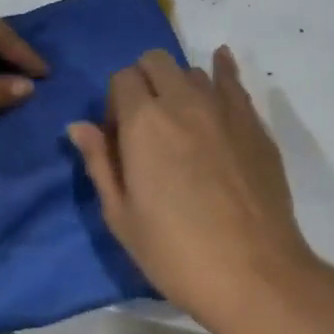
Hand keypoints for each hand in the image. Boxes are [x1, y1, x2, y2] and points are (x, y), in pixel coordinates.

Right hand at [68, 46, 319, 329]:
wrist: (252, 272)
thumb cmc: (176, 252)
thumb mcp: (122, 216)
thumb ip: (100, 163)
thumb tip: (79, 126)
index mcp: (144, 121)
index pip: (121, 78)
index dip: (115, 103)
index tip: (120, 138)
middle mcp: (183, 100)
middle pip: (155, 62)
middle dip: (143, 82)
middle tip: (147, 124)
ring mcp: (224, 108)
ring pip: (193, 71)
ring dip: (179, 86)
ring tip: (182, 121)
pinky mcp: (254, 123)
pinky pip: (234, 81)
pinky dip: (222, 69)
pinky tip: (220, 64)